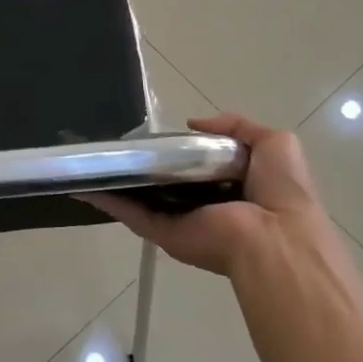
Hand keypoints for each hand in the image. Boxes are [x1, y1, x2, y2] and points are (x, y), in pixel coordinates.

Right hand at [85, 114, 336, 277]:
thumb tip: (194, 124)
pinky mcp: (164, 234)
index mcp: (231, 186)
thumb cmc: (280, 189)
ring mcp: (181, 220)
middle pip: (166, 183)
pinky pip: (132, 214)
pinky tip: (83, 185)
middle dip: (144, 166)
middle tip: (118, 144)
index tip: (154, 136)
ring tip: (89, 161)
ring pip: (142, 199)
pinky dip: (107, 201)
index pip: (198, 166)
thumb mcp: (273, 143)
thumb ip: (237, 126)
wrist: (276, 238)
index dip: (179, 150)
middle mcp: (204, 205)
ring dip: (118, 183)